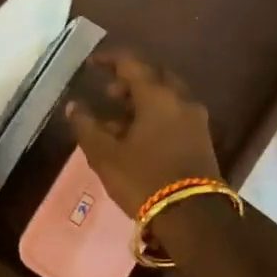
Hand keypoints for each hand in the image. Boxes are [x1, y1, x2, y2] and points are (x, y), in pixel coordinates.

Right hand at [63, 50, 219, 217]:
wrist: (194, 216)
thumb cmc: (144, 179)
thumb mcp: (105, 155)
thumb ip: (87, 126)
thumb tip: (74, 106)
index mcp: (157, 95)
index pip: (132, 63)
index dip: (110, 60)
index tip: (92, 64)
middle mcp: (181, 99)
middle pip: (154, 76)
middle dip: (130, 80)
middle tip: (109, 93)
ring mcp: (196, 119)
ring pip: (167, 96)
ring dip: (143, 100)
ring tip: (118, 120)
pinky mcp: (202, 138)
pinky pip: (176, 114)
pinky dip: (156, 115)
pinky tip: (139, 137)